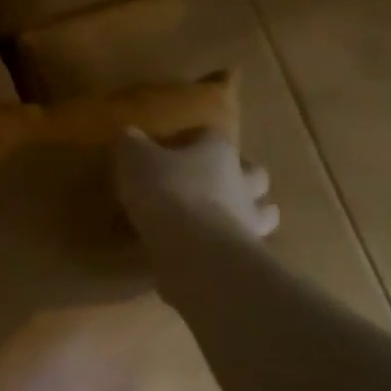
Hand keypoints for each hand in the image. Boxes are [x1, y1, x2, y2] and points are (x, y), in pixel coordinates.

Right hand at [112, 126, 278, 242]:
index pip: (212, 136)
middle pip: (253, 173)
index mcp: (219, 151)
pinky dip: (231, 248)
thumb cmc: (167, 194)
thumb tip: (129, 134)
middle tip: (213, 186)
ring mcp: (250, 221)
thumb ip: (132, 146)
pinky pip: (242, 247)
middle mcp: (242, 182)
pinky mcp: (245, 255)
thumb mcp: (136, 162)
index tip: (173, 151)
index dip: (193, 140)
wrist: (194, 250)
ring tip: (220, 223)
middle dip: (239, 176)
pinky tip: (210, 254)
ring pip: (262, 212)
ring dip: (246, 215)